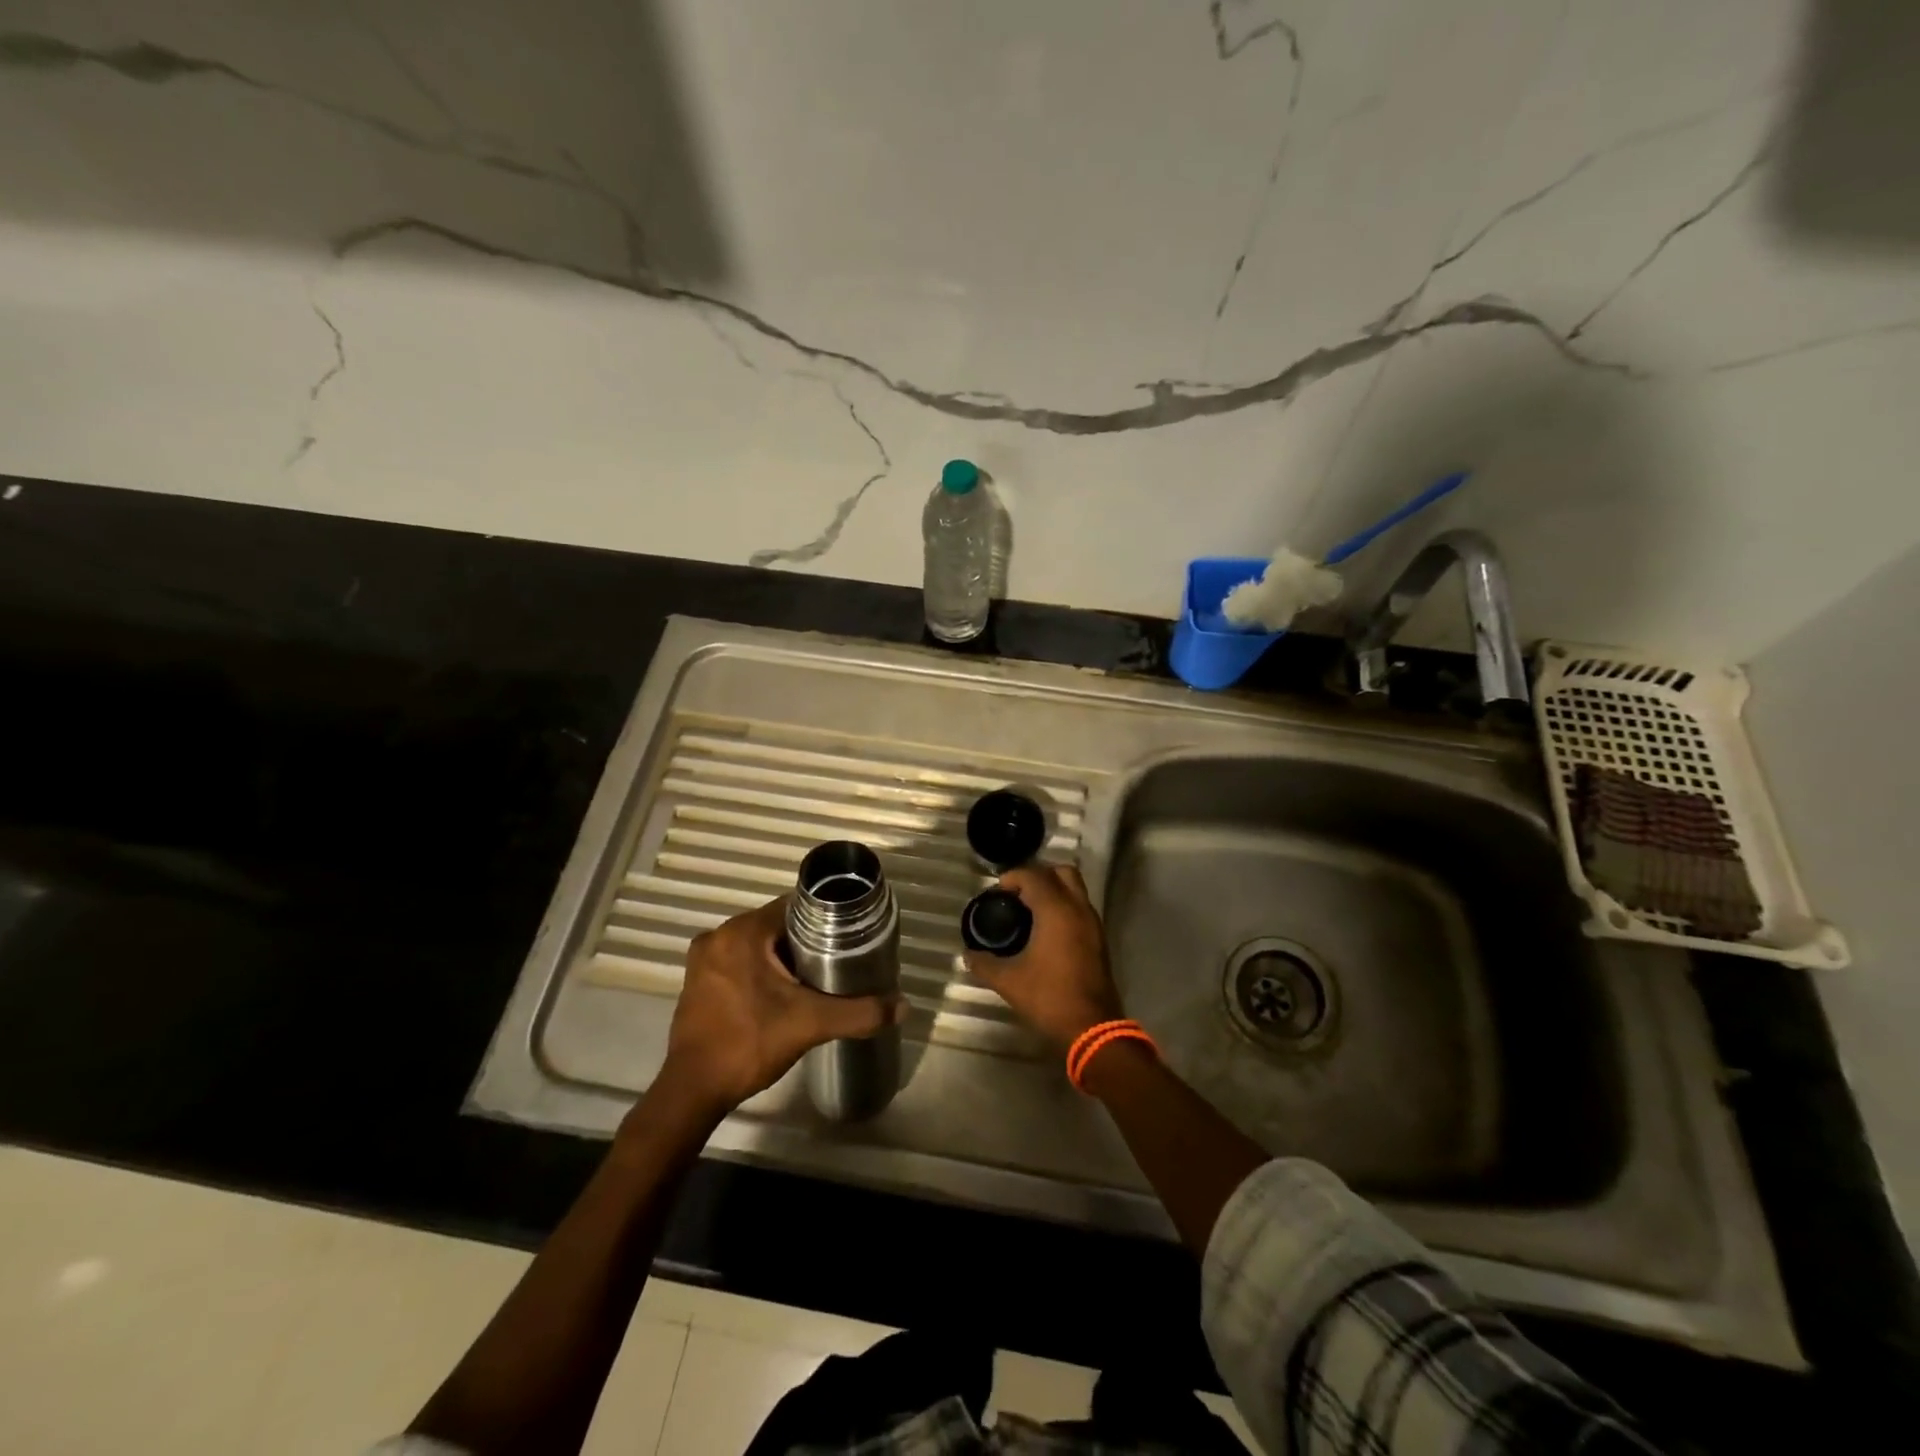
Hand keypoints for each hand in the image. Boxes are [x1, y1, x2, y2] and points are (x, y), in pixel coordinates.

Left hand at [655, 897, 905, 1116]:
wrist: (694, 1091)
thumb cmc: (750, 1045)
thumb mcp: (811, 1024)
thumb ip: (859, 1012)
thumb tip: (903, 1005)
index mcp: (743, 932)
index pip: (794, 906)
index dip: (824, 918)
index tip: (847, 934)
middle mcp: (719, 935)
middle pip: (775, 924)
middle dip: (805, 940)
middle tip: (836, 959)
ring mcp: (703, 959)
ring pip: (757, 943)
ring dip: (782, 956)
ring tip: (814, 976)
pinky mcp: (696, 981)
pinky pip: (738, 960)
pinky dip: (759, 969)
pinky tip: (780, 992)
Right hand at [963, 864, 1123, 1049]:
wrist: (1092, 1027)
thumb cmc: (1049, 997)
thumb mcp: (1009, 981)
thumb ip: (984, 964)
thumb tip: (967, 955)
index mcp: (1056, 910)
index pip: (1034, 875)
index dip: (1013, 877)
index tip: (996, 892)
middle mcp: (1078, 908)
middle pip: (1061, 872)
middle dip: (1038, 875)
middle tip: (1017, 894)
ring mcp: (1093, 923)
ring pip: (1075, 889)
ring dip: (1053, 890)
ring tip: (1028, 911)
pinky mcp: (1099, 939)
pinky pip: (1080, 907)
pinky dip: (1064, 907)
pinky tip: (1046, 930)